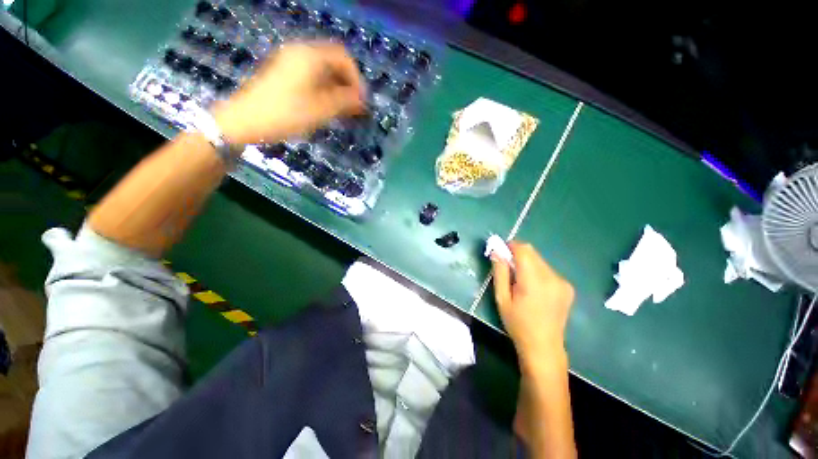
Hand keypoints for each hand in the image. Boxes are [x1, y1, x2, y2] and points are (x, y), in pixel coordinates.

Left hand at [212, 41, 364, 144]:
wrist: (245, 120)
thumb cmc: (286, 114)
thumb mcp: (321, 110)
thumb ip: (345, 102)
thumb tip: (362, 100)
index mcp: (310, 56)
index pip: (343, 57)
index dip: (356, 78)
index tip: (362, 101)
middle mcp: (300, 52)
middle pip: (332, 62)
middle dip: (347, 84)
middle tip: (354, 108)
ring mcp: (289, 62)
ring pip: (322, 70)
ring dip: (336, 88)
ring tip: (342, 111)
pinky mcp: (283, 73)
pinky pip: (311, 76)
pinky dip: (323, 89)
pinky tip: (326, 106)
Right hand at [491, 242, 573, 367]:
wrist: (544, 347)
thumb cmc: (518, 324)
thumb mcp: (501, 298)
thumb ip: (499, 272)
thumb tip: (496, 252)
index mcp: (534, 281)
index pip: (524, 250)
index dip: (511, 246)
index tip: (501, 252)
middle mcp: (552, 277)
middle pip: (532, 253)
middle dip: (518, 255)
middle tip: (508, 268)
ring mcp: (563, 282)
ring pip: (540, 260)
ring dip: (527, 264)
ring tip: (521, 282)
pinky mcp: (567, 287)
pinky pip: (548, 270)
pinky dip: (537, 272)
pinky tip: (533, 288)